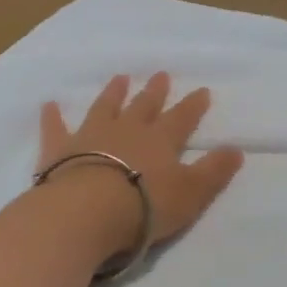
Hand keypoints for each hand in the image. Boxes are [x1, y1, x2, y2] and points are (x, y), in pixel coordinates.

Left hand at [0, 73, 243, 286]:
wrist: (87, 212)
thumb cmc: (145, 206)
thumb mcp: (192, 193)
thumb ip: (214, 171)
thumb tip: (237, 149)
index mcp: (161, 141)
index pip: (182, 118)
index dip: (193, 106)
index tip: (202, 90)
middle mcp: (128, 130)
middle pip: (144, 106)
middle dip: (155, 91)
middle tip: (160, 74)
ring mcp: (92, 136)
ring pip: (105, 108)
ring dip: (113, 93)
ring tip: (120, 78)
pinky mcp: (60, 149)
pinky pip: (56, 127)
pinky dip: (53, 116)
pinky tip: (49, 104)